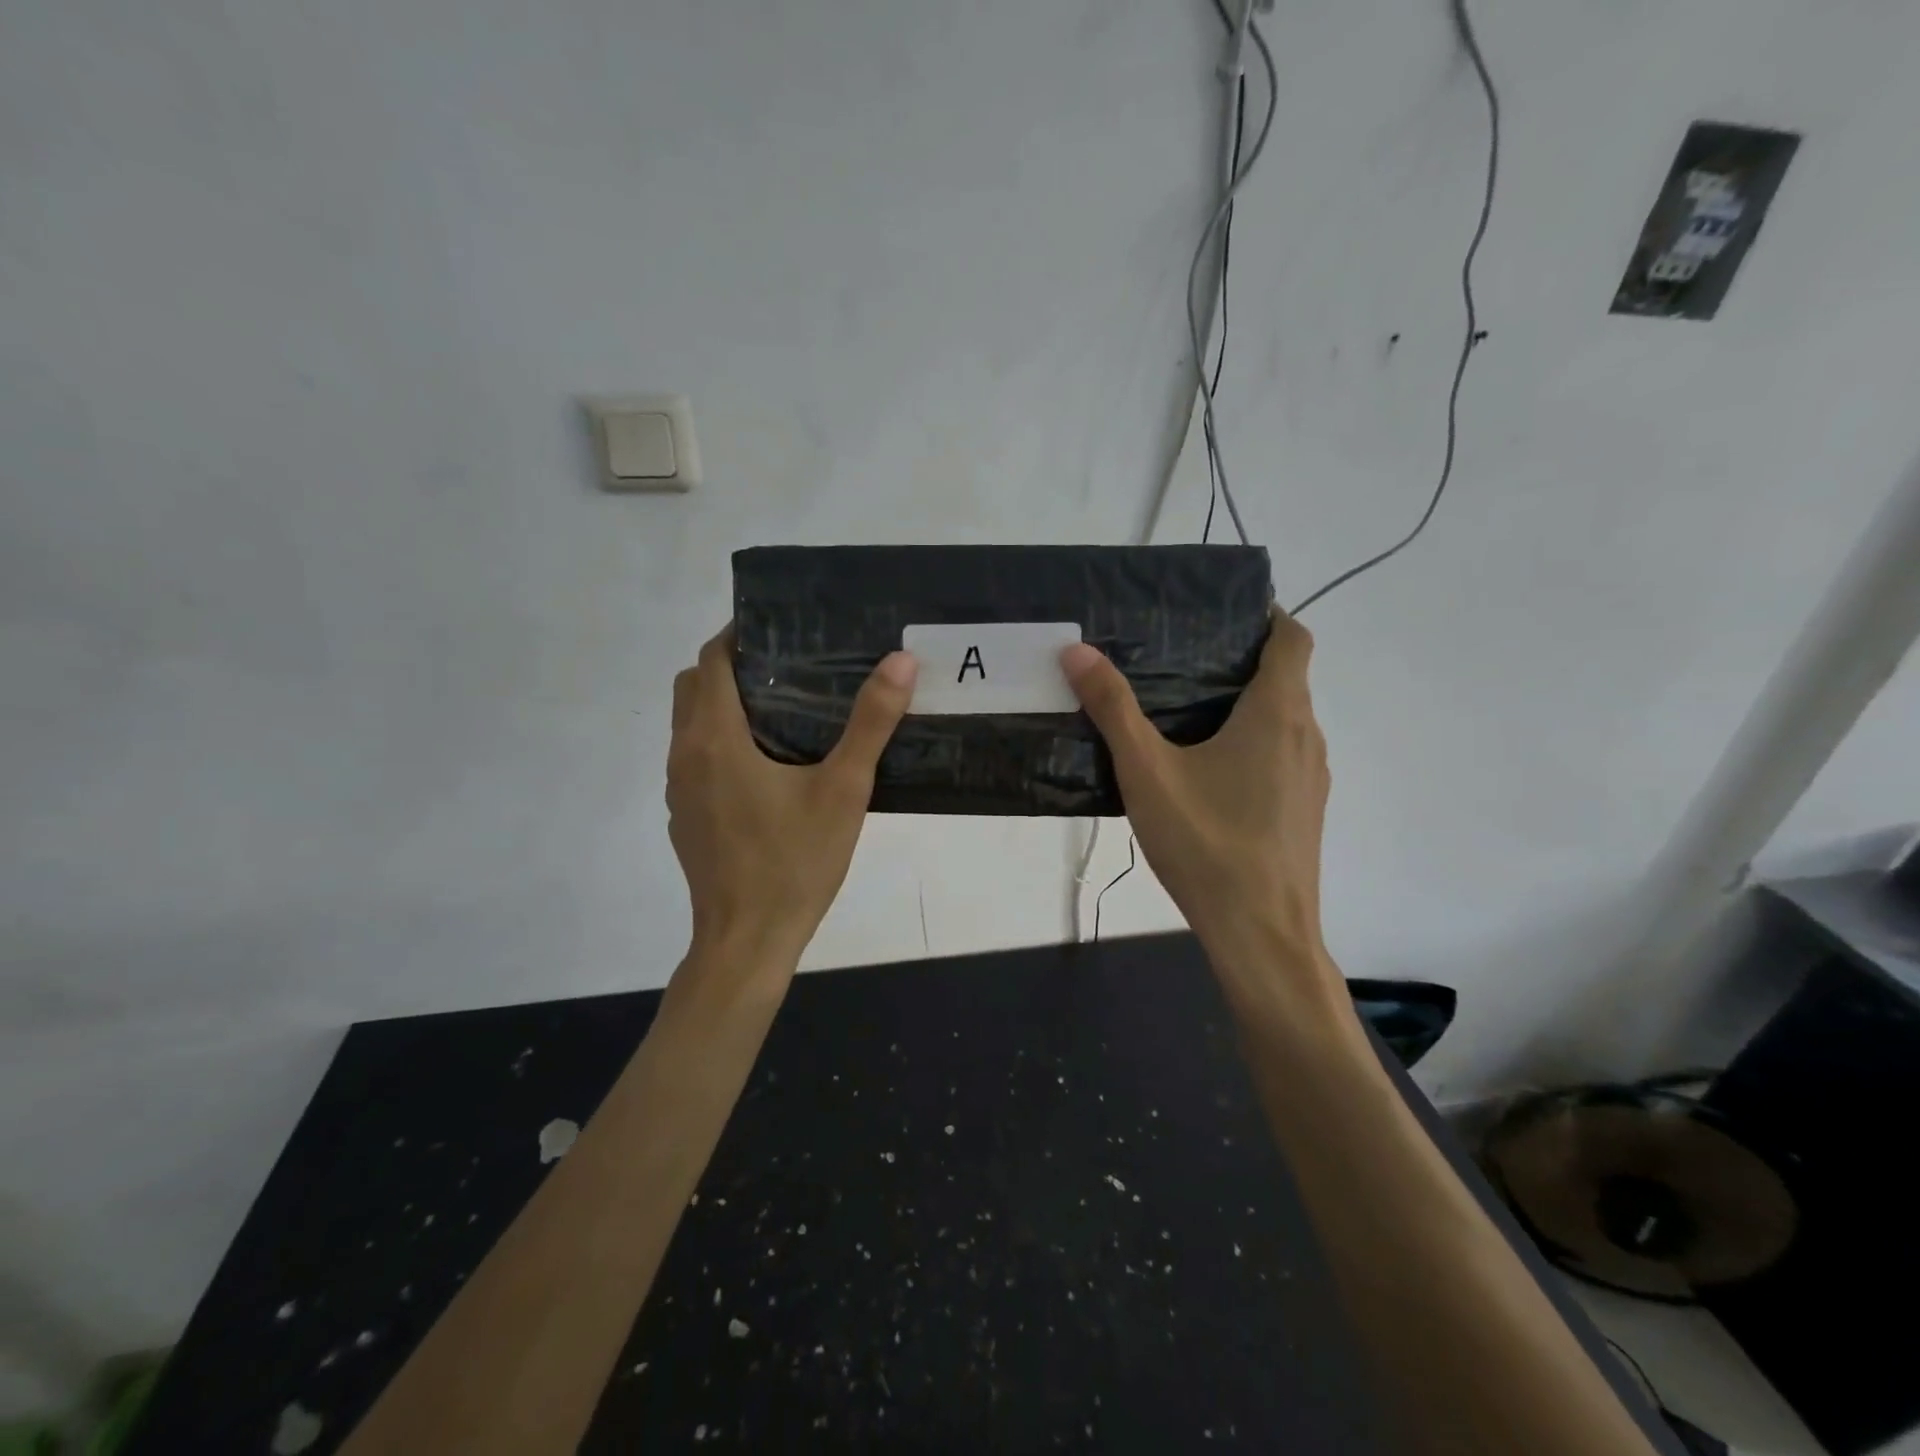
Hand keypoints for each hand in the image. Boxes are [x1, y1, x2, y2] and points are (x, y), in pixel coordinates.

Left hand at [667, 627, 916, 970]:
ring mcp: (678, 789)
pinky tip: (767, 766)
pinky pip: (695, 759)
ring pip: (690, 724)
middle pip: (694, 686)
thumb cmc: (794, 862)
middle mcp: (684, 755)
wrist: (747, 941)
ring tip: (783, 708)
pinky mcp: (684, 817)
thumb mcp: (843, 790)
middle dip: (732, 666)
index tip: (780, 629)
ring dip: (723, 705)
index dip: (739, 636)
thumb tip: (900, 661)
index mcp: (714, 738)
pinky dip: (720, 742)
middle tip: (788, 666)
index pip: (711, 660)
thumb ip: (871, 723)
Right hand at [1061, 611, 1333, 982]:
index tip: (1221, 610)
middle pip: (1286, 677)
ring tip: (1183, 708)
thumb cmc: (1207, 844)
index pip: (1292, 637)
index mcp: (1279, 713)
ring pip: (1284, 720)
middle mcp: (1307, 736)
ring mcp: (1312, 778)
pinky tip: (1204, 770)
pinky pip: (1282, 755)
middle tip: (1178, 655)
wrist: (1261, 935)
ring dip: (1245, 704)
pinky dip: (1251, 742)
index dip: (1265, 614)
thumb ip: (1113, 708)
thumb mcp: (1147, 771)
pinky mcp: (1304, 810)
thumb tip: (1077, 650)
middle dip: (1240, 659)